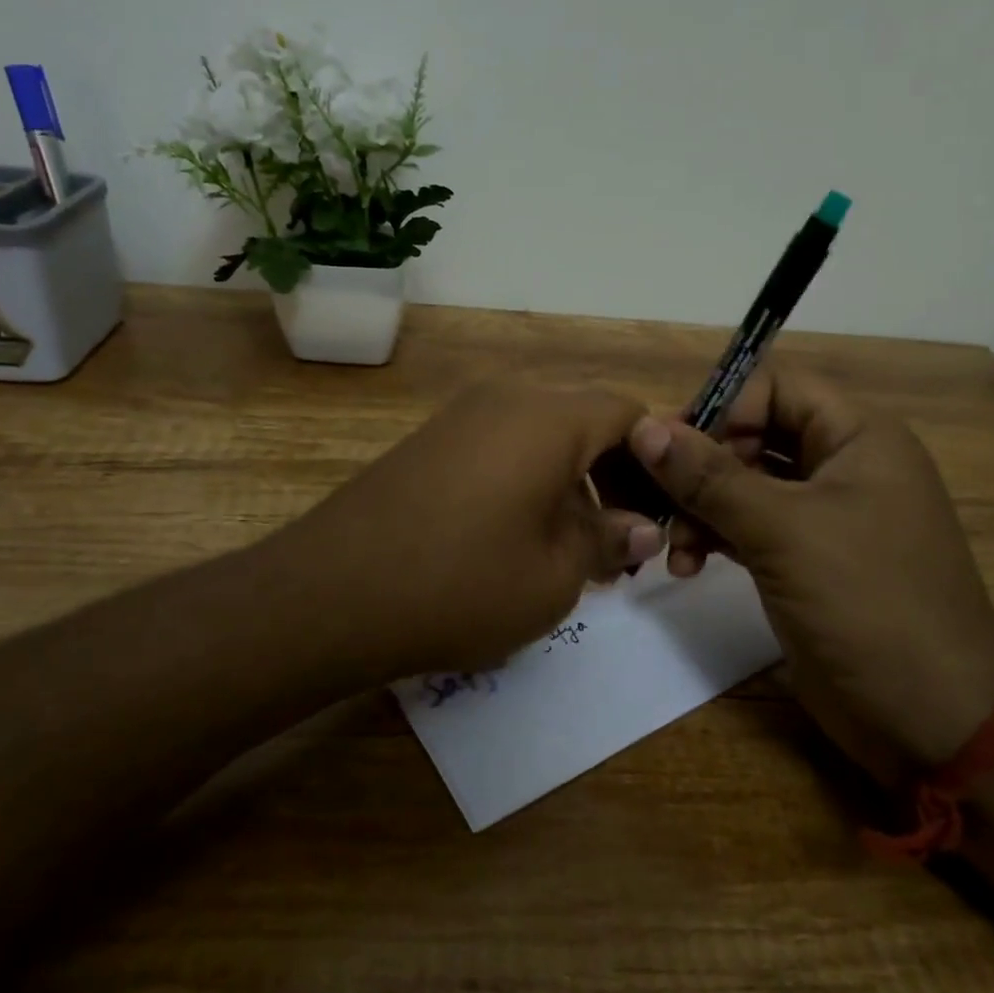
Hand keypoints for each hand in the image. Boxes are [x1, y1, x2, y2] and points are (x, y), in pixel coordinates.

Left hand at [270, 381, 664, 685]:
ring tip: (575, 549)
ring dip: (574, 483)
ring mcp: (462, 416)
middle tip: (622, 542)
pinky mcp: (431, 442)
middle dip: (617, 477)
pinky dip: (530, 482)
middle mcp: (508, 398)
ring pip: (544, 436)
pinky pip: (503, 448)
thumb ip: (608, 540)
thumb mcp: (555, 574)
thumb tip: (642, 529)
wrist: (331, 594)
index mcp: (550, 417)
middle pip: (587, 420)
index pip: (631, 415)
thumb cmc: (462, 583)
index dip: (658, 464)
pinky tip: (522, 538)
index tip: (662, 518)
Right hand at [626, 368, 993, 774]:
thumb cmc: (869, 605)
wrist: (933, 720)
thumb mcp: (785, 532)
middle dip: (699, 466)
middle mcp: (839, 465)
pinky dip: (713, 538)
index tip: (668, 448)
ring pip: (742, 485)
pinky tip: (686, 566)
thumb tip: (645, 427)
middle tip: (655, 499)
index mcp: (856, 436)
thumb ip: (711, 477)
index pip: (773, 387)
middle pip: (751, 436)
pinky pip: (746, 527)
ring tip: (672, 548)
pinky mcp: (803, 560)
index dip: (720, 408)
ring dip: (699, 508)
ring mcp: (821, 516)